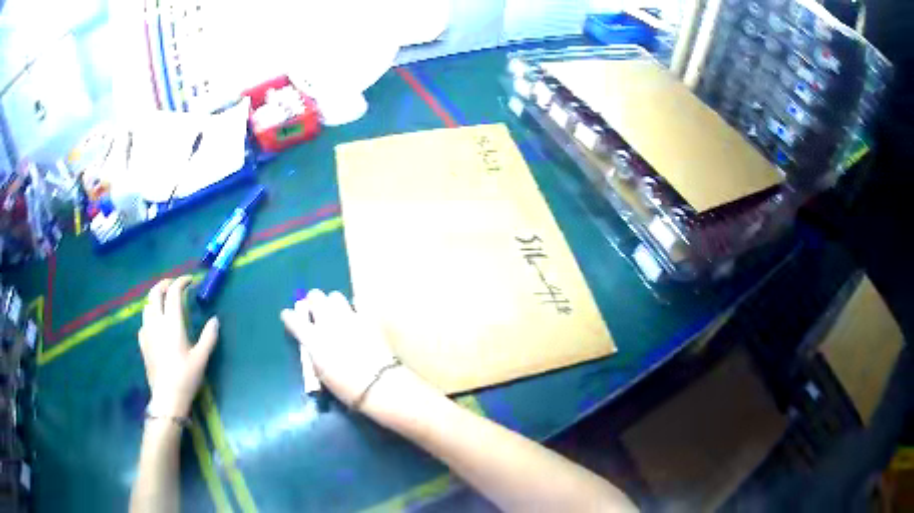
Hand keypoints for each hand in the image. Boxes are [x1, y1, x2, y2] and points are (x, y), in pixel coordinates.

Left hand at [138, 277, 218, 417]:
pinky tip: (156, 324)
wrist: (167, 398)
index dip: (181, 282)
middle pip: (155, 293)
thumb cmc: (186, 377)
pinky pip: (144, 321)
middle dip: (164, 284)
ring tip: (165, 302)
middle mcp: (157, 322)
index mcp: (172, 323)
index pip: (173, 293)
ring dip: (156, 298)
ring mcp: (147, 332)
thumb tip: (215, 319)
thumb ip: (208, 337)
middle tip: (174, 285)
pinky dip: (150, 315)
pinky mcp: (142, 342)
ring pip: (147, 305)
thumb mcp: (201, 358)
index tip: (190, 280)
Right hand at [280, 290, 398, 406]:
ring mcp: (348, 318)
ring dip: (331, 302)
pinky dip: (352, 308)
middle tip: (313, 310)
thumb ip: (313, 352)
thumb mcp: (320, 373)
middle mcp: (328, 323)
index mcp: (313, 339)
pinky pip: (356, 304)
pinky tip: (353, 316)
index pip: (293, 319)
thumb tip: (312, 342)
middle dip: (312, 301)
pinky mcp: (366, 319)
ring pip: (335, 296)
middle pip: (315, 296)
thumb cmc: (345, 387)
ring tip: (334, 312)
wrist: (376, 384)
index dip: (288, 317)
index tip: (288, 317)